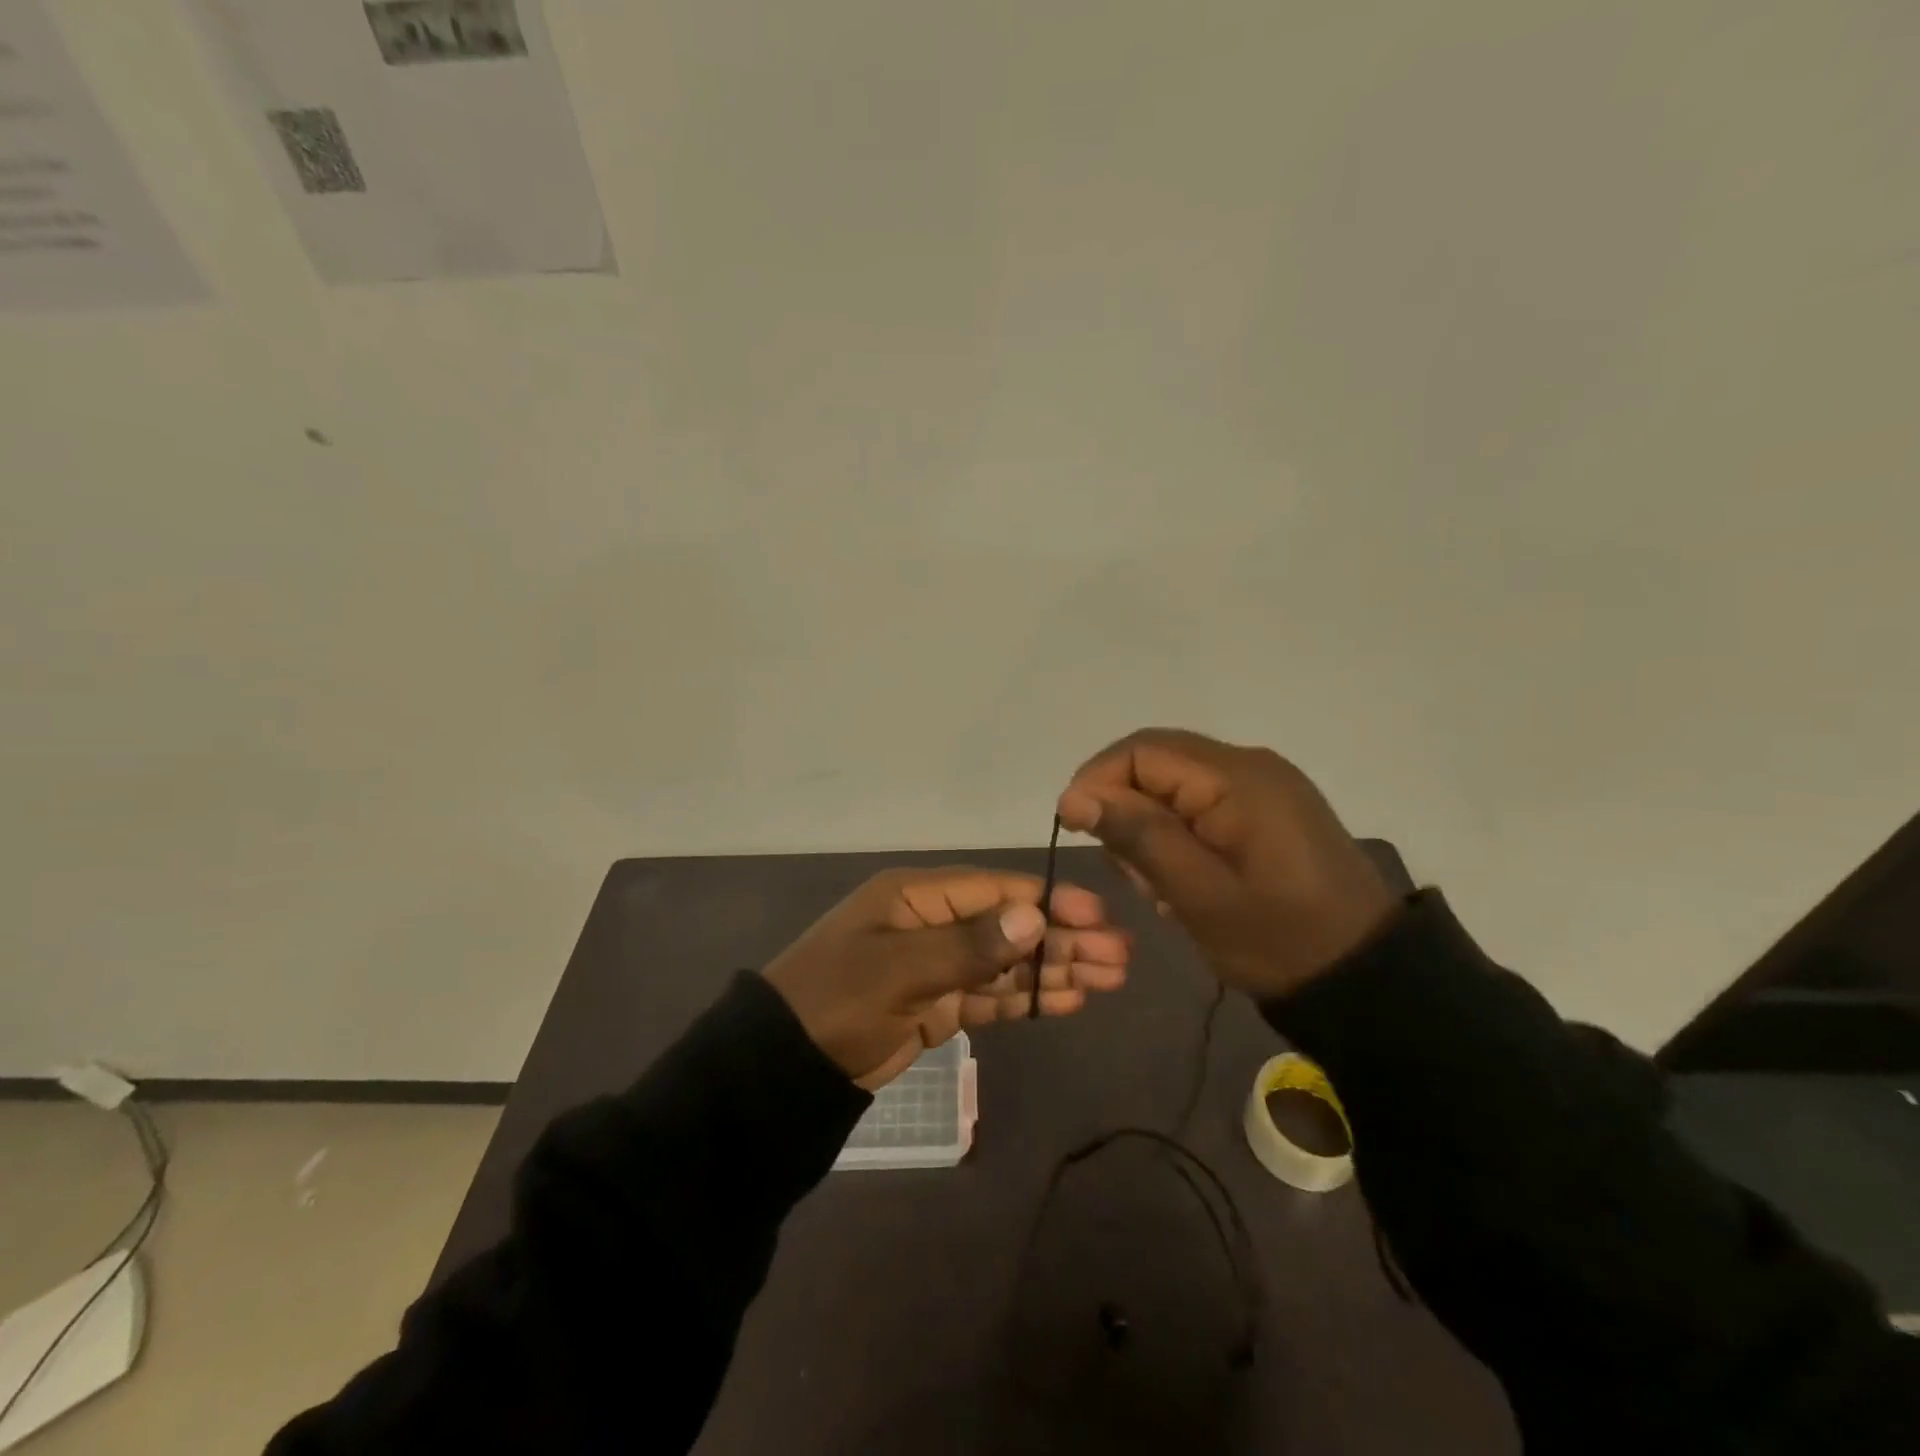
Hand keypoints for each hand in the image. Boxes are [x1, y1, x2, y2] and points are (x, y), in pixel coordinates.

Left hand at [762, 867, 1131, 1087]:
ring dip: (1055, 969)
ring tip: (1109, 979)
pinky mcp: (937, 1005)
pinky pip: (991, 996)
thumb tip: (1035, 914)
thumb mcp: (899, 969)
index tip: (1098, 915)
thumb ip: (968, 945)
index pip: (996, 891)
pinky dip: (1027, 999)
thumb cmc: (836, 1000)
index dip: (1049, 901)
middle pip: (1010, 925)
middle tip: (1119, 956)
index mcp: (918, 896)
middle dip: (1063, 938)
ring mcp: (937, 965)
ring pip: (1007, 962)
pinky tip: (1068, 1001)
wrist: (783, 1067)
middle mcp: (933, 922)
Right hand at [1057, 728, 1397, 999]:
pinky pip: (1204, 802)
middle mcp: (1250, 765)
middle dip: (1124, 808)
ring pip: (1176, 784)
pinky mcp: (1271, 809)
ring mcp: (1265, 785)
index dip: (1097, 781)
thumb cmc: (1280, 940)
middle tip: (1127, 872)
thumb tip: (1074, 796)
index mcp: (1236, 777)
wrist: (1369, 978)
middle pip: (1158, 762)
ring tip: (1158, 886)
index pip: (1141, 750)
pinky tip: (1184, 878)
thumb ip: (1138, 837)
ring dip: (1150, 825)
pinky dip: (1179, 833)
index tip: (1076, 830)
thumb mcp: (1199, 895)